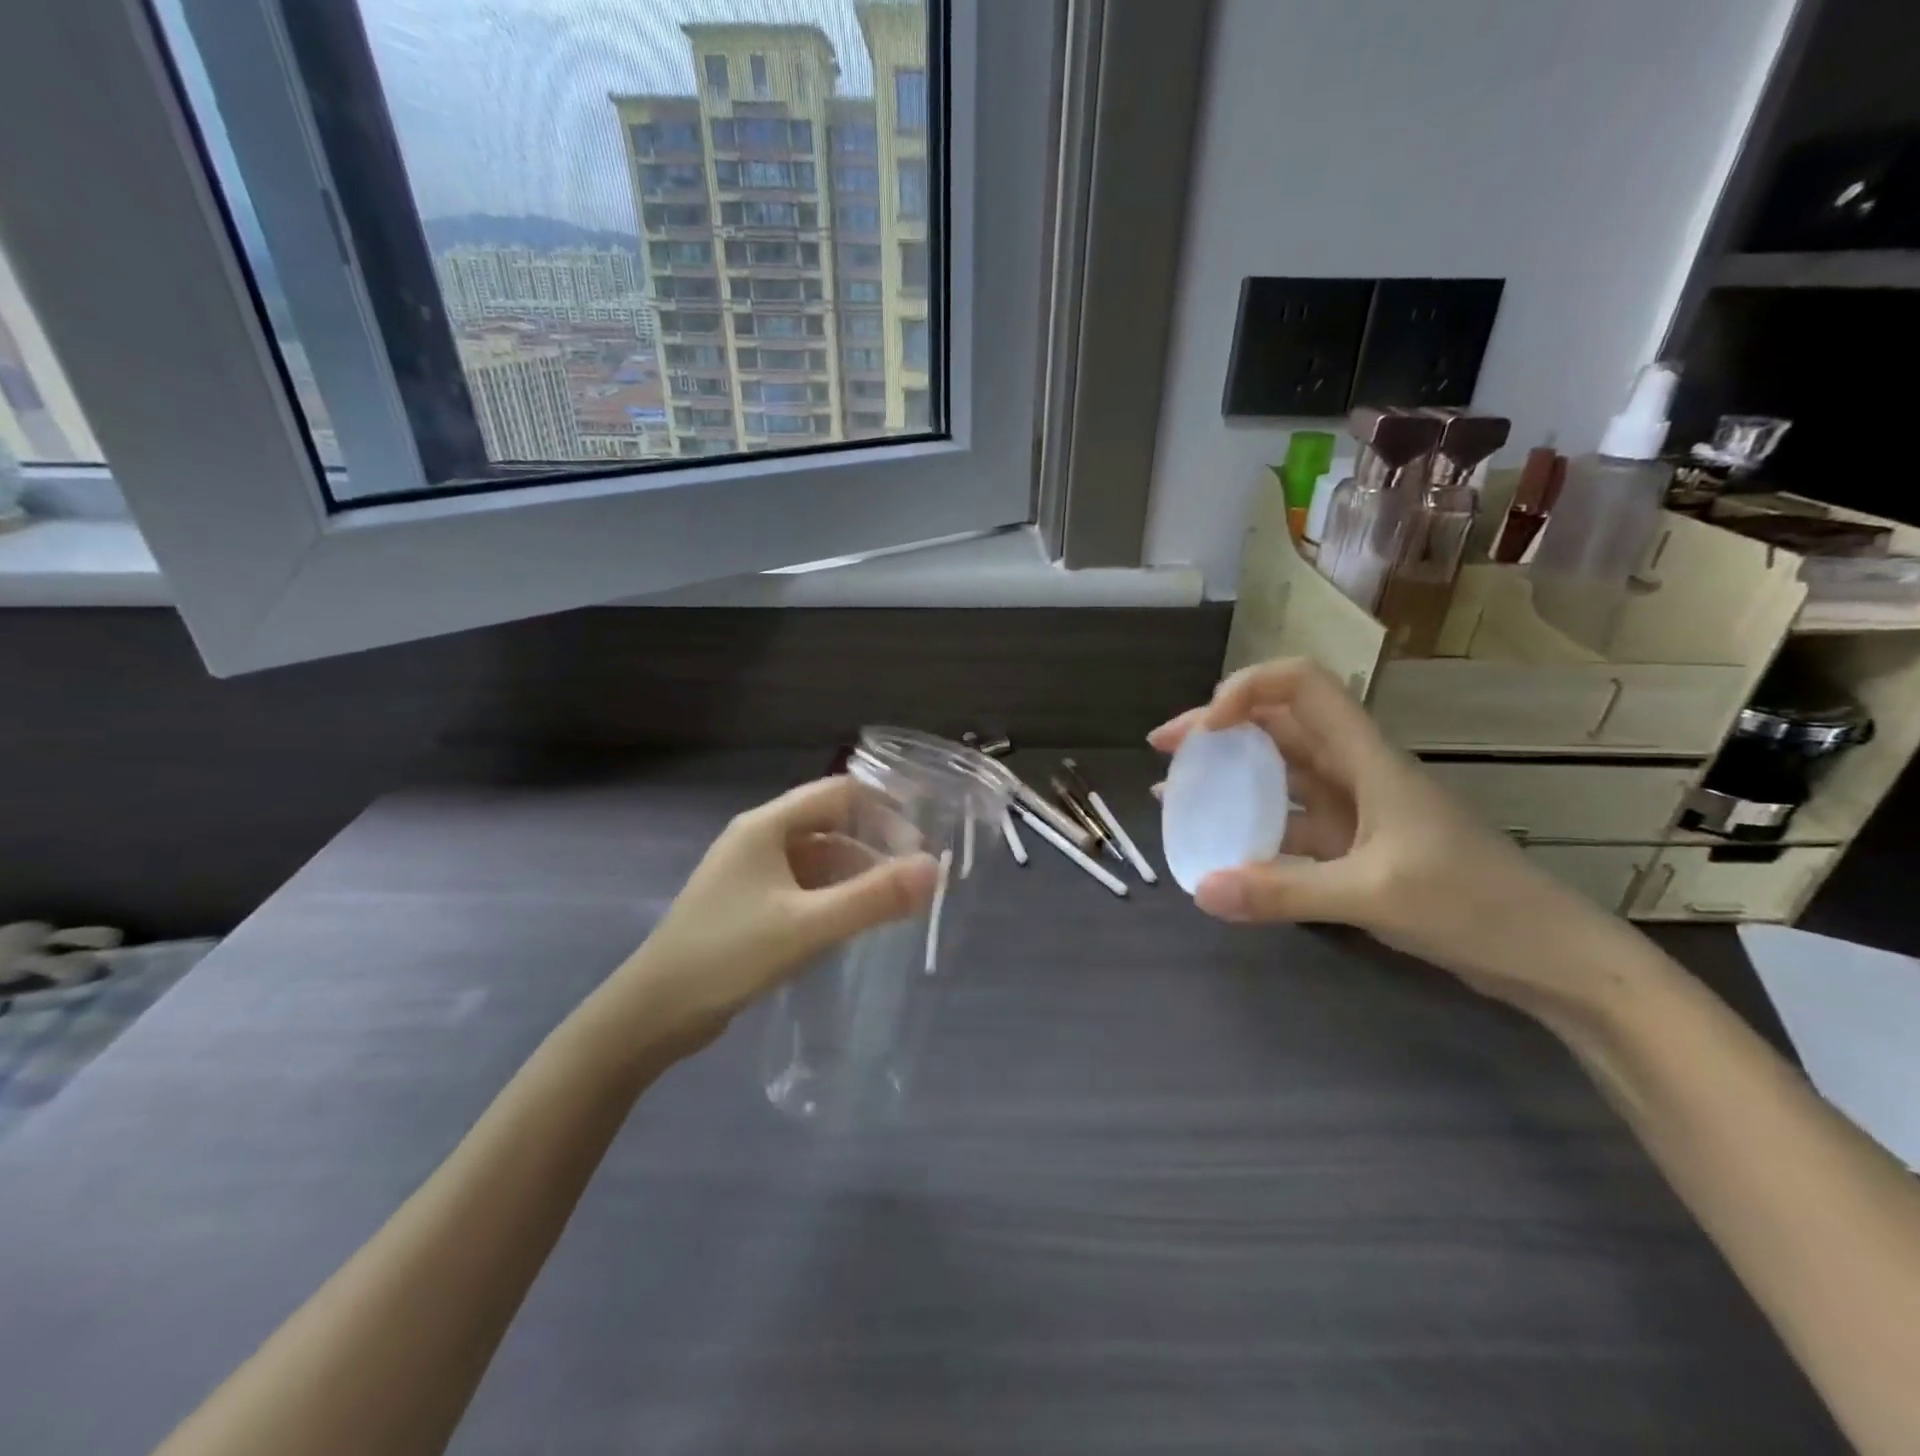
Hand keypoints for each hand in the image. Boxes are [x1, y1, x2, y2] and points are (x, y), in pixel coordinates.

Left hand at [616, 777, 938, 1042]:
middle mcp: (758, 839)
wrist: (652, 1013)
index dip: (883, 808)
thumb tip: (934, 869)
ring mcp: (750, 874)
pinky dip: (832, 896)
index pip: (839, 793)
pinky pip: (802, 887)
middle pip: (829, 824)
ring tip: (894, 902)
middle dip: (874, 845)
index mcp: (766, 826)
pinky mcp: (748, 905)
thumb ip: (873, 897)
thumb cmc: (728, 955)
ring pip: (817, 859)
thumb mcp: (807, 926)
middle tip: (915, 876)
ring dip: (855, 873)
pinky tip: (853, 922)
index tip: (922, 837)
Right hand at [1151, 658, 1618, 1013]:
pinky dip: (1249, 824)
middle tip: (1164, 749)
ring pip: (1278, 772)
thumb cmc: (1476, 905)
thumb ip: (1284, 892)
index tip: (1205, 729)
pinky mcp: (1353, 845)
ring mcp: (1353, 809)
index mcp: (1366, 757)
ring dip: (1227, 772)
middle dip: (1216, 727)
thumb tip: (1201, 889)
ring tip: (1174, 789)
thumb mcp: (1373, 894)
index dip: (1247, 690)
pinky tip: (1218, 844)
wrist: (1550, 956)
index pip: (1302, 686)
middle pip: (1276, 723)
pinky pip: (1288, 822)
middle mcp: (1354, 770)